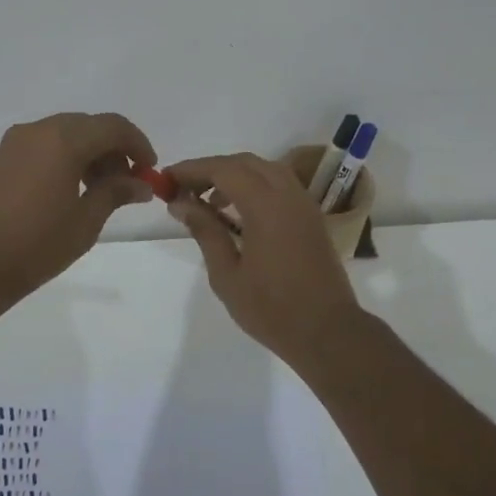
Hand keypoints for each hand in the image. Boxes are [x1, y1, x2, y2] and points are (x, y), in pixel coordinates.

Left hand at [0, 113, 156, 308]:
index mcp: (63, 139)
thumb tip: (140, 183)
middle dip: (113, 150)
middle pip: (88, 126)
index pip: (113, 126)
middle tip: (126, 184)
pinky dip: (65, 159)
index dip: (138, 145)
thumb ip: (115, 193)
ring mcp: (14, 143)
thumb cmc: (35, 244)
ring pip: (64, 134)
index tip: (149, 171)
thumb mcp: (85, 221)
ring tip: (99, 192)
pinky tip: (69, 192)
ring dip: (89, 154)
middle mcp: (38, 130)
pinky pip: (43, 146)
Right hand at [165, 152, 363, 368]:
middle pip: (245, 163)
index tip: (167, 179)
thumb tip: (180, 203)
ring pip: (266, 170)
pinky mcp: (312, 218)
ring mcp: (304, 204)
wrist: (328, 332)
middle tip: (184, 189)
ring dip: (235, 176)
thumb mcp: (227, 274)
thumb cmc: (272, 308)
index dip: (192, 169)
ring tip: (209, 202)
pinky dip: (255, 187)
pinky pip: (281, 186)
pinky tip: (238, 213)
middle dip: (212, 169)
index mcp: (266, 205)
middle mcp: (288, 194)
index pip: (223, 169)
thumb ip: (205, 231)